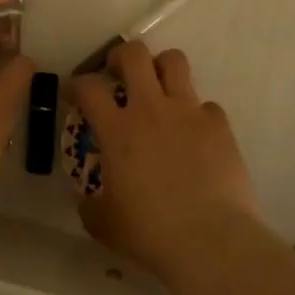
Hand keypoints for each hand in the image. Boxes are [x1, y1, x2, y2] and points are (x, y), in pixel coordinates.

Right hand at [71, 40, 260, 284]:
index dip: (77, 85)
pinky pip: (206, 105)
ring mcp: (188, 113)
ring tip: (158, 88)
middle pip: (134, 55)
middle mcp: (151, 109)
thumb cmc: (150, 232)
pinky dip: (196, 114)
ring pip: (175, 62)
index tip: (75, 94)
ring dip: (162, 68)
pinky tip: (194, 135)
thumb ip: (90, 204)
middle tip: (117, 73)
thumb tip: (88, 198)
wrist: (210, 240)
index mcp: (118, 130)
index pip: (88, 88)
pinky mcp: (219, 125)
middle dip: (121, 56)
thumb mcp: (103, 223)